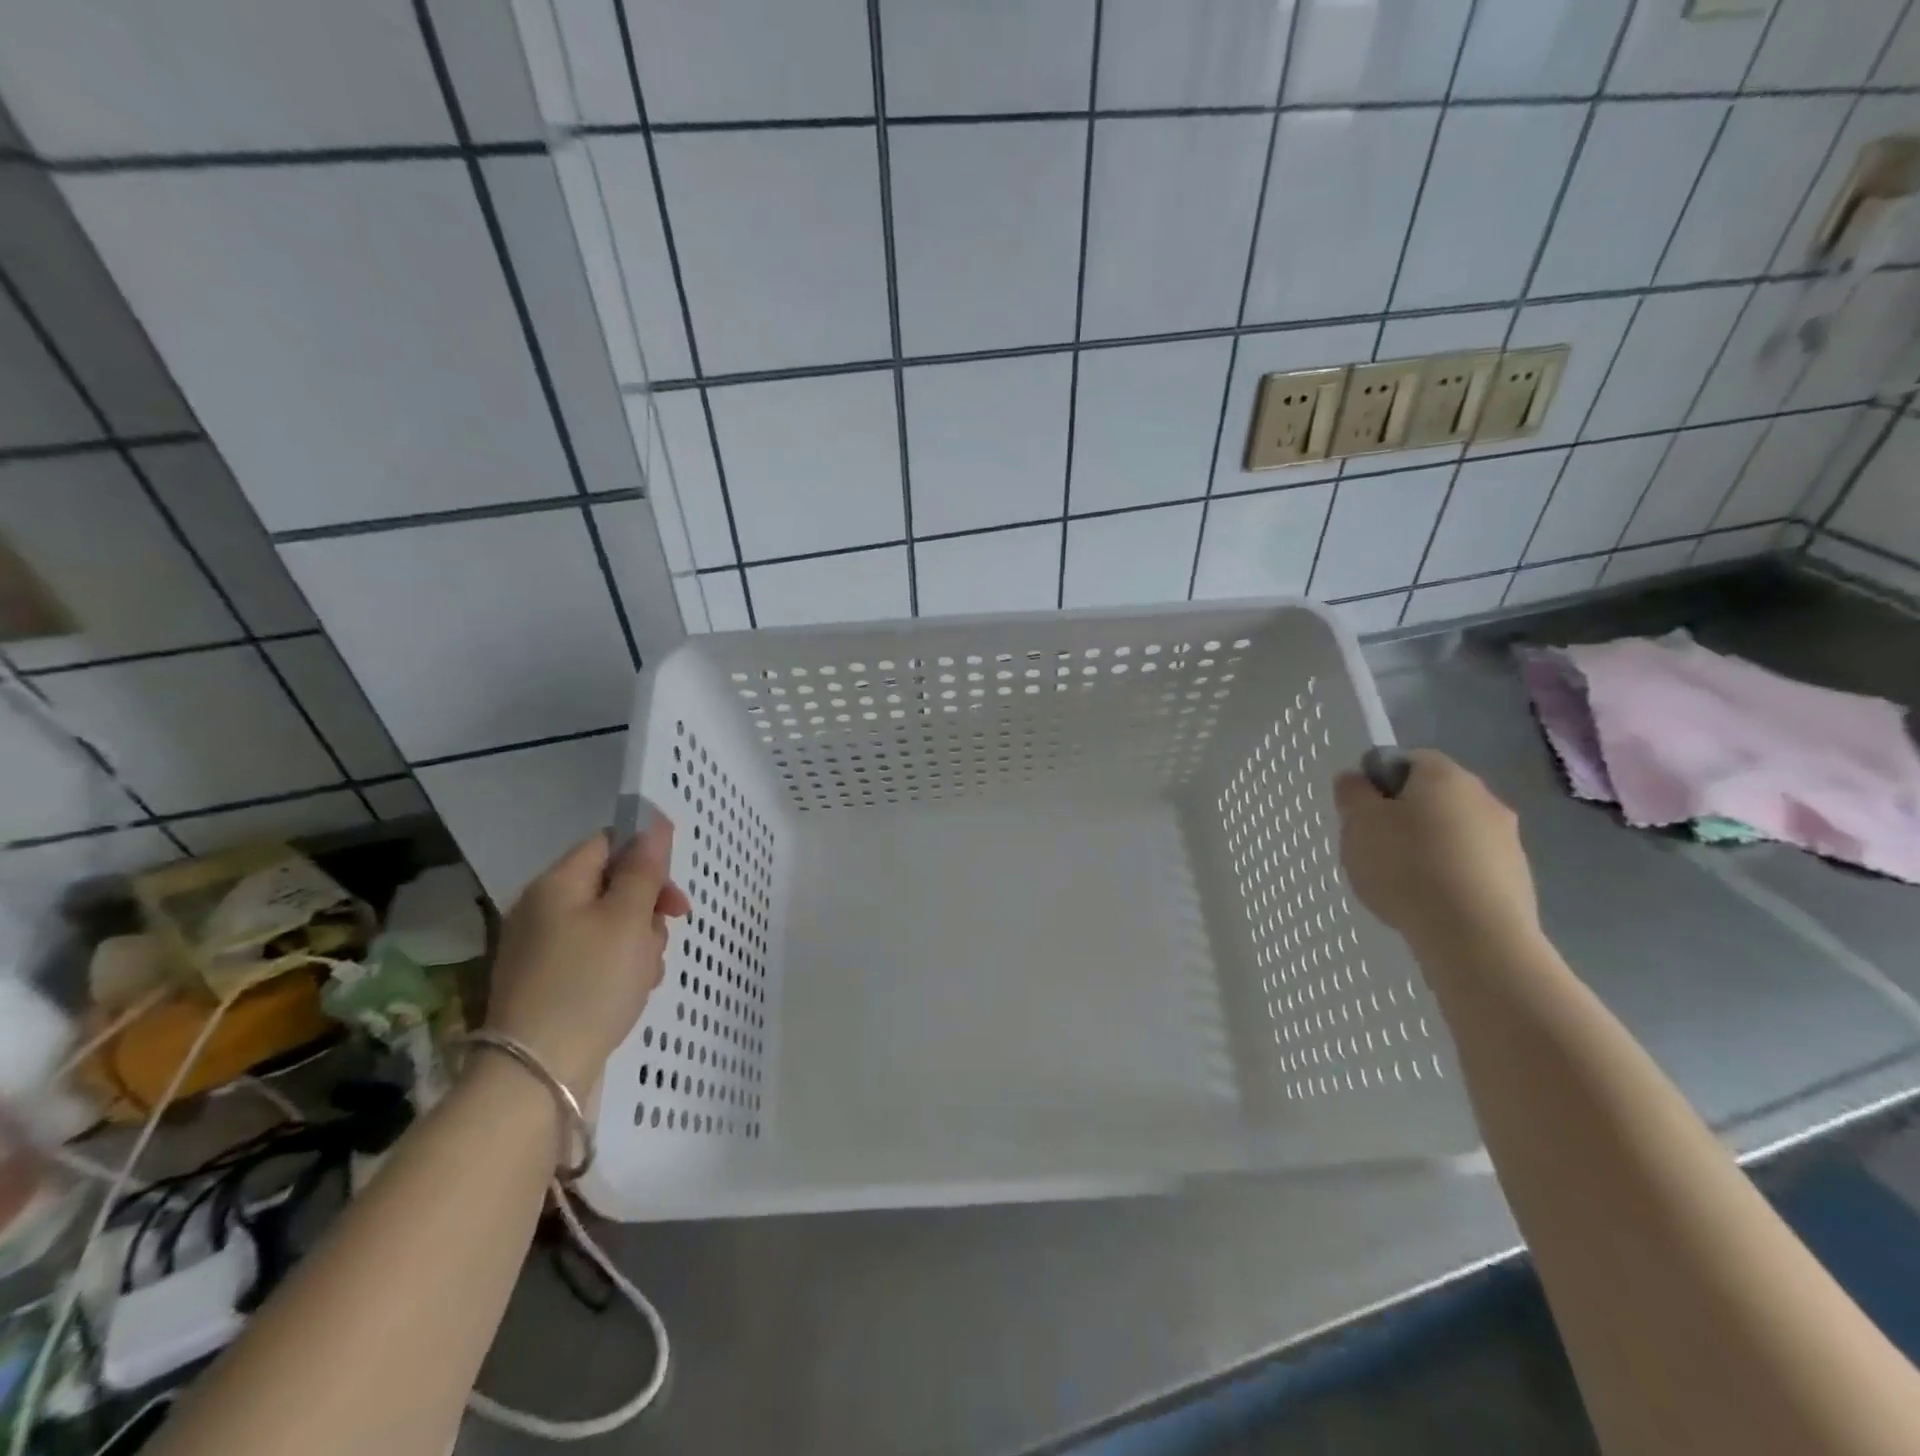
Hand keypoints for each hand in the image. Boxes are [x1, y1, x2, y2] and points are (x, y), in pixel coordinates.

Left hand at [483, 814, 691, 1091]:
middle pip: (612, 886)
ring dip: (638, 942)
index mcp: (557, 885)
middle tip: (663, 936)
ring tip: (644, 975)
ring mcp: (541, 948)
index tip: (673, 895)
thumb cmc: (590, 984)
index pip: (609, 844)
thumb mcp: (629, 919)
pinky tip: (629, 993)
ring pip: (609, 925)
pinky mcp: (546, 982)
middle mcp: (542, 909)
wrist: (537, 1074)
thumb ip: (645, 869)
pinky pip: (594, 957)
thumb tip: (655, 823)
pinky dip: (618, 968)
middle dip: (647, 909)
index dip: (647, 859)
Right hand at [1333, 749, 1539, 953]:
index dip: (1381, 781)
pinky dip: (1451, 877)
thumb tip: (1356, 779)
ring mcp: (1509, 841)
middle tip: (1376, 847)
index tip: (1363, 812)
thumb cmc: (1406, 865)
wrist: (1474, 935)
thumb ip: (1353, 794)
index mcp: (1445, 775)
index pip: (1410, 760)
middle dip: (1406, 817)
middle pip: (1435, 797)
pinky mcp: (1519, 880)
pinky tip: (1430, 902)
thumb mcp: (1358, 824)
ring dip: (1431, 848)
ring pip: (1456, 833)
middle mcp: (1484, 798)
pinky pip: (1473, 867)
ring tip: (1402, 883)